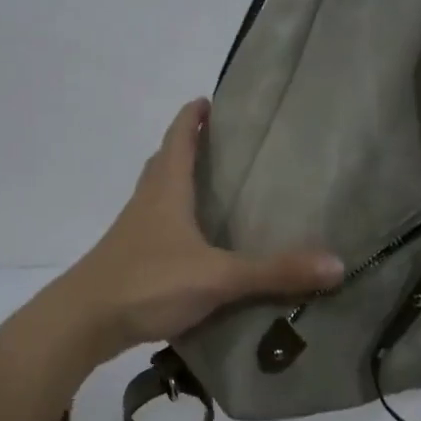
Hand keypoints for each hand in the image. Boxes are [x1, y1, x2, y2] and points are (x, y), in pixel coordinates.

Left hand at [60, 99, 342, 355]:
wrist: (83, 321)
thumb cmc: (148, 283)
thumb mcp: (218, 277)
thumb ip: (274, 272)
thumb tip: (337, 264)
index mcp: (165, 190)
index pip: (178, 138)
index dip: (192, 116)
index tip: (208, 99)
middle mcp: (146, 202)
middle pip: (164, 161)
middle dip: (186, 146)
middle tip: (219, 142)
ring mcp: (132, 231)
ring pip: (156, 194)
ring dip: (177, 183)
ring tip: (209, 188)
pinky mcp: (128, 259)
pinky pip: (154, 227)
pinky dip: (173, 221)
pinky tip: (192, 244)